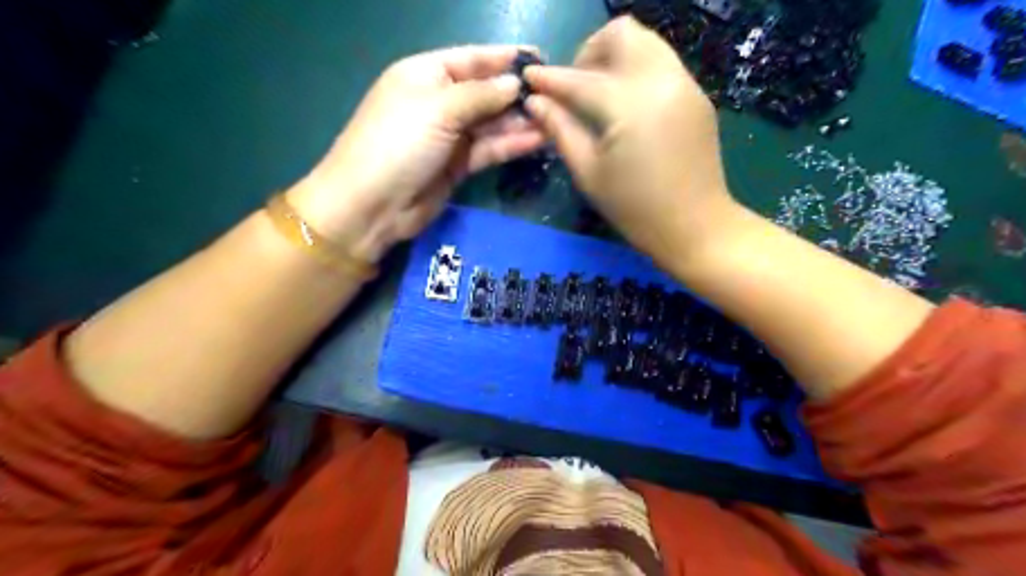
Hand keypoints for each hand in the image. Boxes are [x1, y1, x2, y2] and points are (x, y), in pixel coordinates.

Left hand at [288, 44, 543, 260]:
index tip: (542, 59)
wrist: (373, 205)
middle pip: (485, 92)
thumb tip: (514, 84)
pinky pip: (489, 149)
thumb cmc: (399, 144)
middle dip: (517, 94)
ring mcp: (449, 136)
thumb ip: (480, 95)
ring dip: (520, 121)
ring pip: (491, 123)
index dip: (505, 58)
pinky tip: (538, 140)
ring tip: (554, 120)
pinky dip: (511, 144)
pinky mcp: (458, 165)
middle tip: (556, 97)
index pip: (472, 59)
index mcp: (425, 75)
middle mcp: (440, 102)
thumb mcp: (438, 109)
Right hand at [524, 18, 733, 264]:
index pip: (581, 79)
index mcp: (630, 105)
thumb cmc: (635, 209)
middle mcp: (662, 81)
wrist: (696, 227)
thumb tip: (535, 102)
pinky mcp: (697, 95)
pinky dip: (637, 71)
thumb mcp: (589, 173)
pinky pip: (662, 64)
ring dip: (615, 57)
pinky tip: (626, 106)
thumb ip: (560, 130)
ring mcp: (685, 84)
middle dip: (589, 52)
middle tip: (575, 87)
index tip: (530, 78)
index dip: (551, 78)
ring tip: (599, 94)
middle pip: (622, 34)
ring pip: (646, 42)